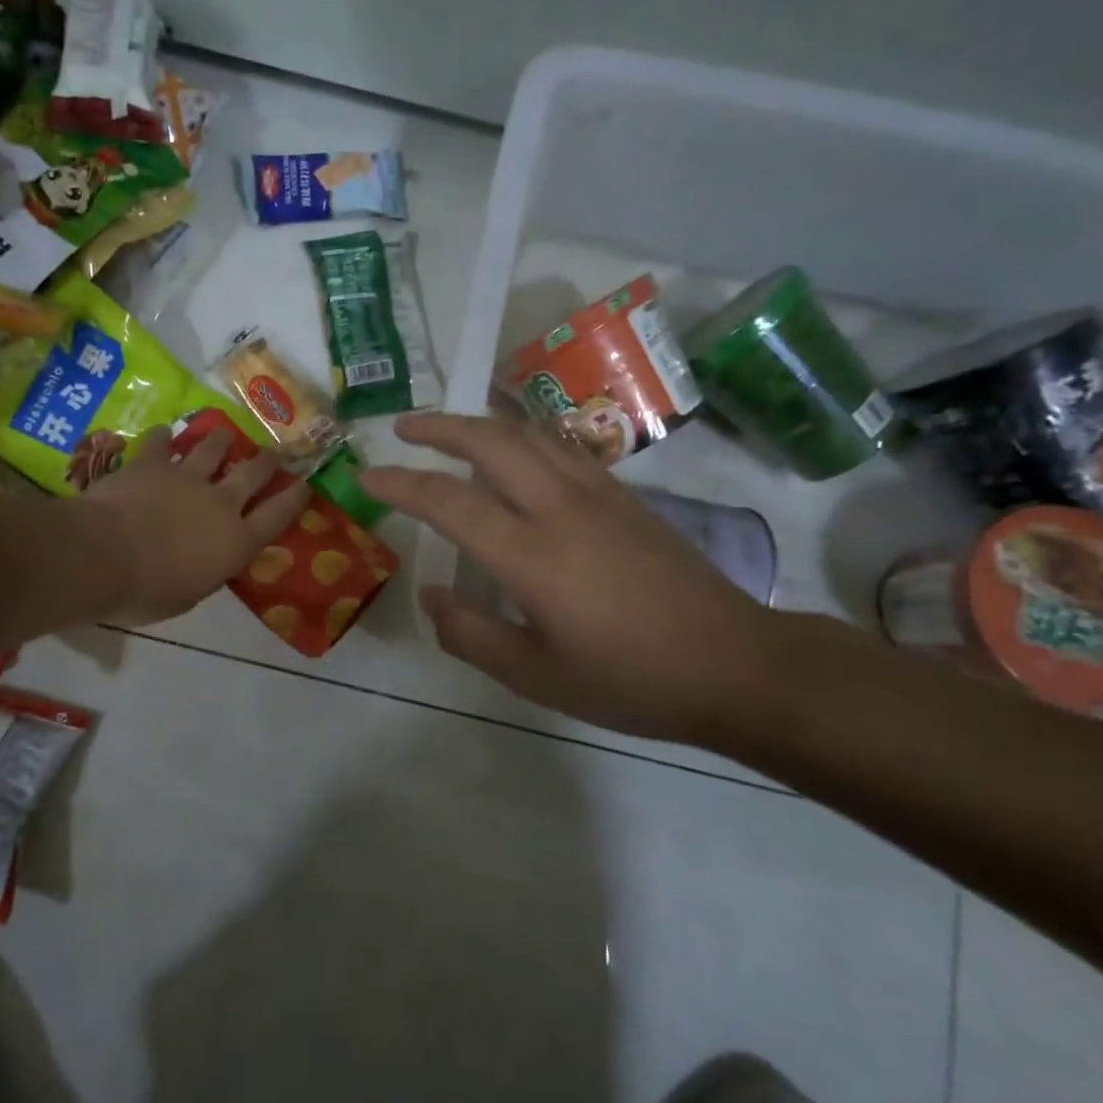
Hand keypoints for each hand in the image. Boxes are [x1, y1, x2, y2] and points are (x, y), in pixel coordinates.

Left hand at [79, 426, 310, 624]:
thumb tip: (205, 563)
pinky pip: (161, 442)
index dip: (295, 499)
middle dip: (267, 461)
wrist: (104, 555)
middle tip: (273, 453)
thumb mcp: (188, 596)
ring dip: (221, 440)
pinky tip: (164, 433)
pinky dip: (164, 437)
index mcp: (235, 540)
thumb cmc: (148, 591)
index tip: (306, 486)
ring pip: (213, 448)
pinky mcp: (152, 463)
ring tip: (224, 434)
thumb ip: (205, 572)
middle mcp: (220, 502)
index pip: (277, 516)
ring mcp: (187, 476)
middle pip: (253, 473)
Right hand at [361, 413, 786, 740]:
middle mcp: (559, 507)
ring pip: (528, 433)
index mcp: (531, 554)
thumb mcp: (536, 677)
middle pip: (489, 441)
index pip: (448, 501)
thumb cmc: (631, 680)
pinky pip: (561, 446)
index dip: (400, 484)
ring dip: (481, 423)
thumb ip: (471, 634)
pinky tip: (516, 453)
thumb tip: (432, 595)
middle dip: (438, 427)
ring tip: (451, 430)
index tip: (367, 476)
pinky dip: (522, 435)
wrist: (735, 664)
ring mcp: (597, 493)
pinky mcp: (625, 495)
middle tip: (404, 429)